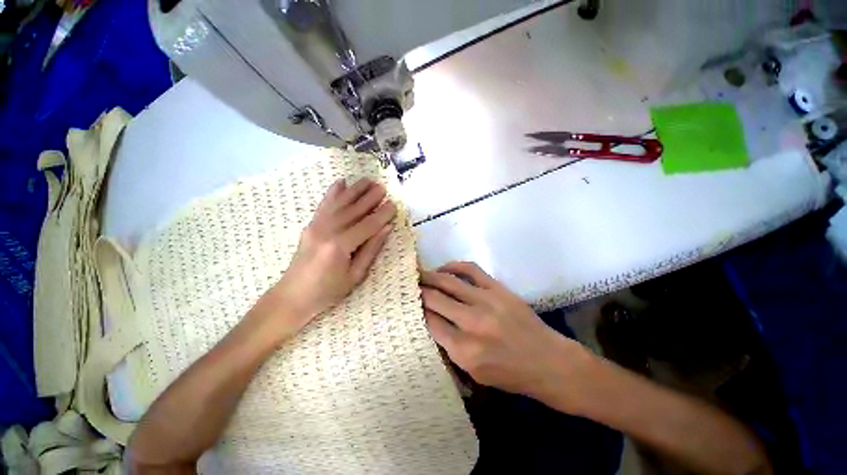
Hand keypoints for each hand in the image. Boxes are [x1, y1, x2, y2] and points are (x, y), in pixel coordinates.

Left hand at [256, 178, 396, 340]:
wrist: (292, 296)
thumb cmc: (328, 292)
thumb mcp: (355, 276)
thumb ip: (371, 249)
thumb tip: (385, 228)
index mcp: (339, 246)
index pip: (367, 225)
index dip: (382, 215)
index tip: (394, 205)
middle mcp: (327, 231)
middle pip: (353, 210)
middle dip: (370, 197)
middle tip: (383, 187)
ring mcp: (316, 226)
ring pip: (340, 203)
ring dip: (355, 190)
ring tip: (368, 180)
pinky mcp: (310, 225)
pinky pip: (323, 205)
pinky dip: (333, 192)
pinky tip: (341, 182)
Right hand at [421, 262, 587, 400]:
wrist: (548, 361)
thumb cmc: (510, 374)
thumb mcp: (474, 373)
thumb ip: (449, 347)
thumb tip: (430, 321)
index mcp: (464, 350)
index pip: (429, 322)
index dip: (417, 310)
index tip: (409, 303)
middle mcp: (472, 323)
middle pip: (434, 299)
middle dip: (418, 290)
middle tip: (409, 285)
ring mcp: (486, 301)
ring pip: (448, 281)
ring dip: (430, 276)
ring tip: (420, 274)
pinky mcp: (497, 289)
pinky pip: (470, 269)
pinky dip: (453, 266)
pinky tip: (445, 268)